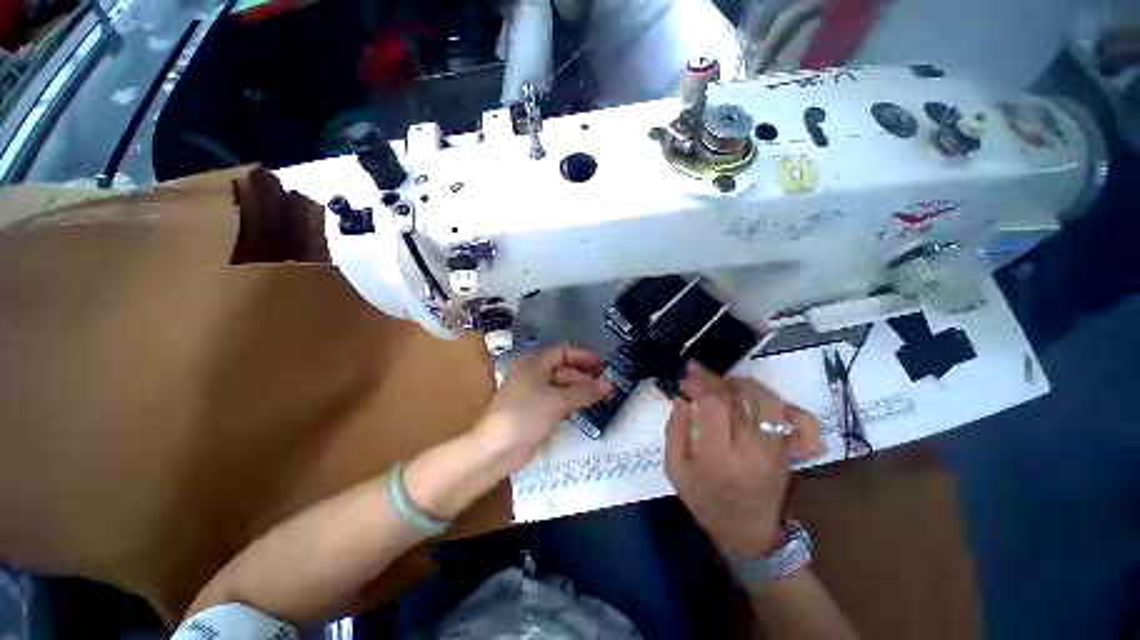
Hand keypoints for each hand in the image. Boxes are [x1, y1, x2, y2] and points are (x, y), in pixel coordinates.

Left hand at [475, 344, 611, 472]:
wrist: (495, 449)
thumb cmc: (526, 415)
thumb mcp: (558, 401)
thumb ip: (584, 392)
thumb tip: (610, 384)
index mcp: (535, 362)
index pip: (563, 351)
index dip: (583, 356)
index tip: (603, 366)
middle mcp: (533, 373)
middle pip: (563, 369)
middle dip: (584, 377)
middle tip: (606, 387)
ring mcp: (532, 392)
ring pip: (561, 386)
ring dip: (579, 391)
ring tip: (601, 398)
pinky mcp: (534, 410)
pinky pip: (556, 400)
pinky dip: (570, 403)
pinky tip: (585, 409)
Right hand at [664, 363, 823, 558]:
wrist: (746, 534)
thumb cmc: (704, 501)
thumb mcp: (675, 469)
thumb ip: (674, 429)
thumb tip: (683, 397)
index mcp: (718, 456)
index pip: (714, 403)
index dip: (700, 381)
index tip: (689, 372)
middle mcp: (752, 450)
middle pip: (741, 396)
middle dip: (717, 379)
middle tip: (703, 380)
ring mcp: (776, 451)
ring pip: (769, 401)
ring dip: (745, 385)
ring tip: (729, 388)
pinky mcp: (790, 453)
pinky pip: (803, 423)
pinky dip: (790, 408)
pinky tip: (768, 405)